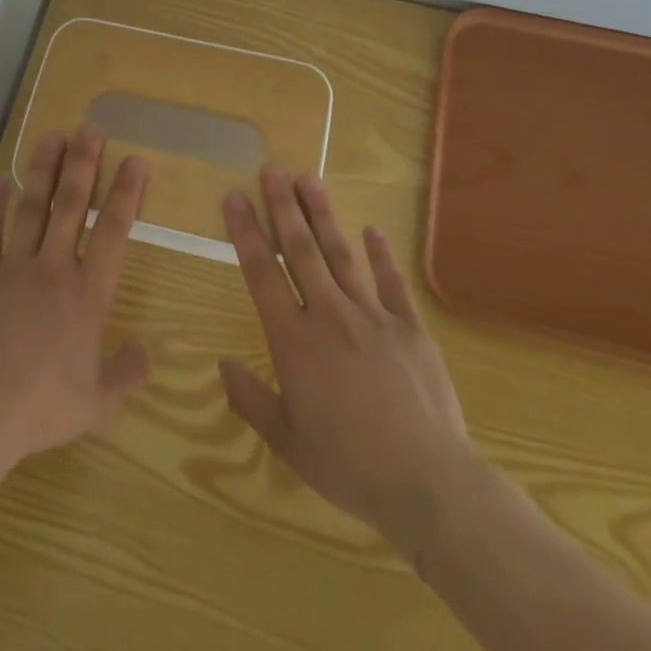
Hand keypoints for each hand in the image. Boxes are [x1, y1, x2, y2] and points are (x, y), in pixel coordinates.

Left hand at [0, 124, 150, 470]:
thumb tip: (145, 351)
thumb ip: (126, 373)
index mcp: (88, 295)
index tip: (134, 160)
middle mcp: (54, 269)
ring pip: (32, 209)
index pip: (114, 232)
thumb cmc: (42, 406)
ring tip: (51, 136)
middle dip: (83, 163)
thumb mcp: (98, 402)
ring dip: (43, 171)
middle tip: (90, 128)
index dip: (126, 193)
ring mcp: (14, 269)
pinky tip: (0, 182)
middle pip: (72, 206)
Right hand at [219, 165, 478, 557]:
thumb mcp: (287, 440)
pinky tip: (372, 229)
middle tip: (272, 168)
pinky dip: (381, 253)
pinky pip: (391, 281)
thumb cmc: (348, 464)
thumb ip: (250, 399)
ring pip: (342, 254)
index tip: (235, 197)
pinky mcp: (410, 327)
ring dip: (323, 214)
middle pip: (301, 249)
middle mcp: (329, 315)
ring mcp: (373, 316)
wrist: (427, 481)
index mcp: (294, 340)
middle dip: (283, 205)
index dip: (246, 232)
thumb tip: (222, 363)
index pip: (261, 273)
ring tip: (310, 178)